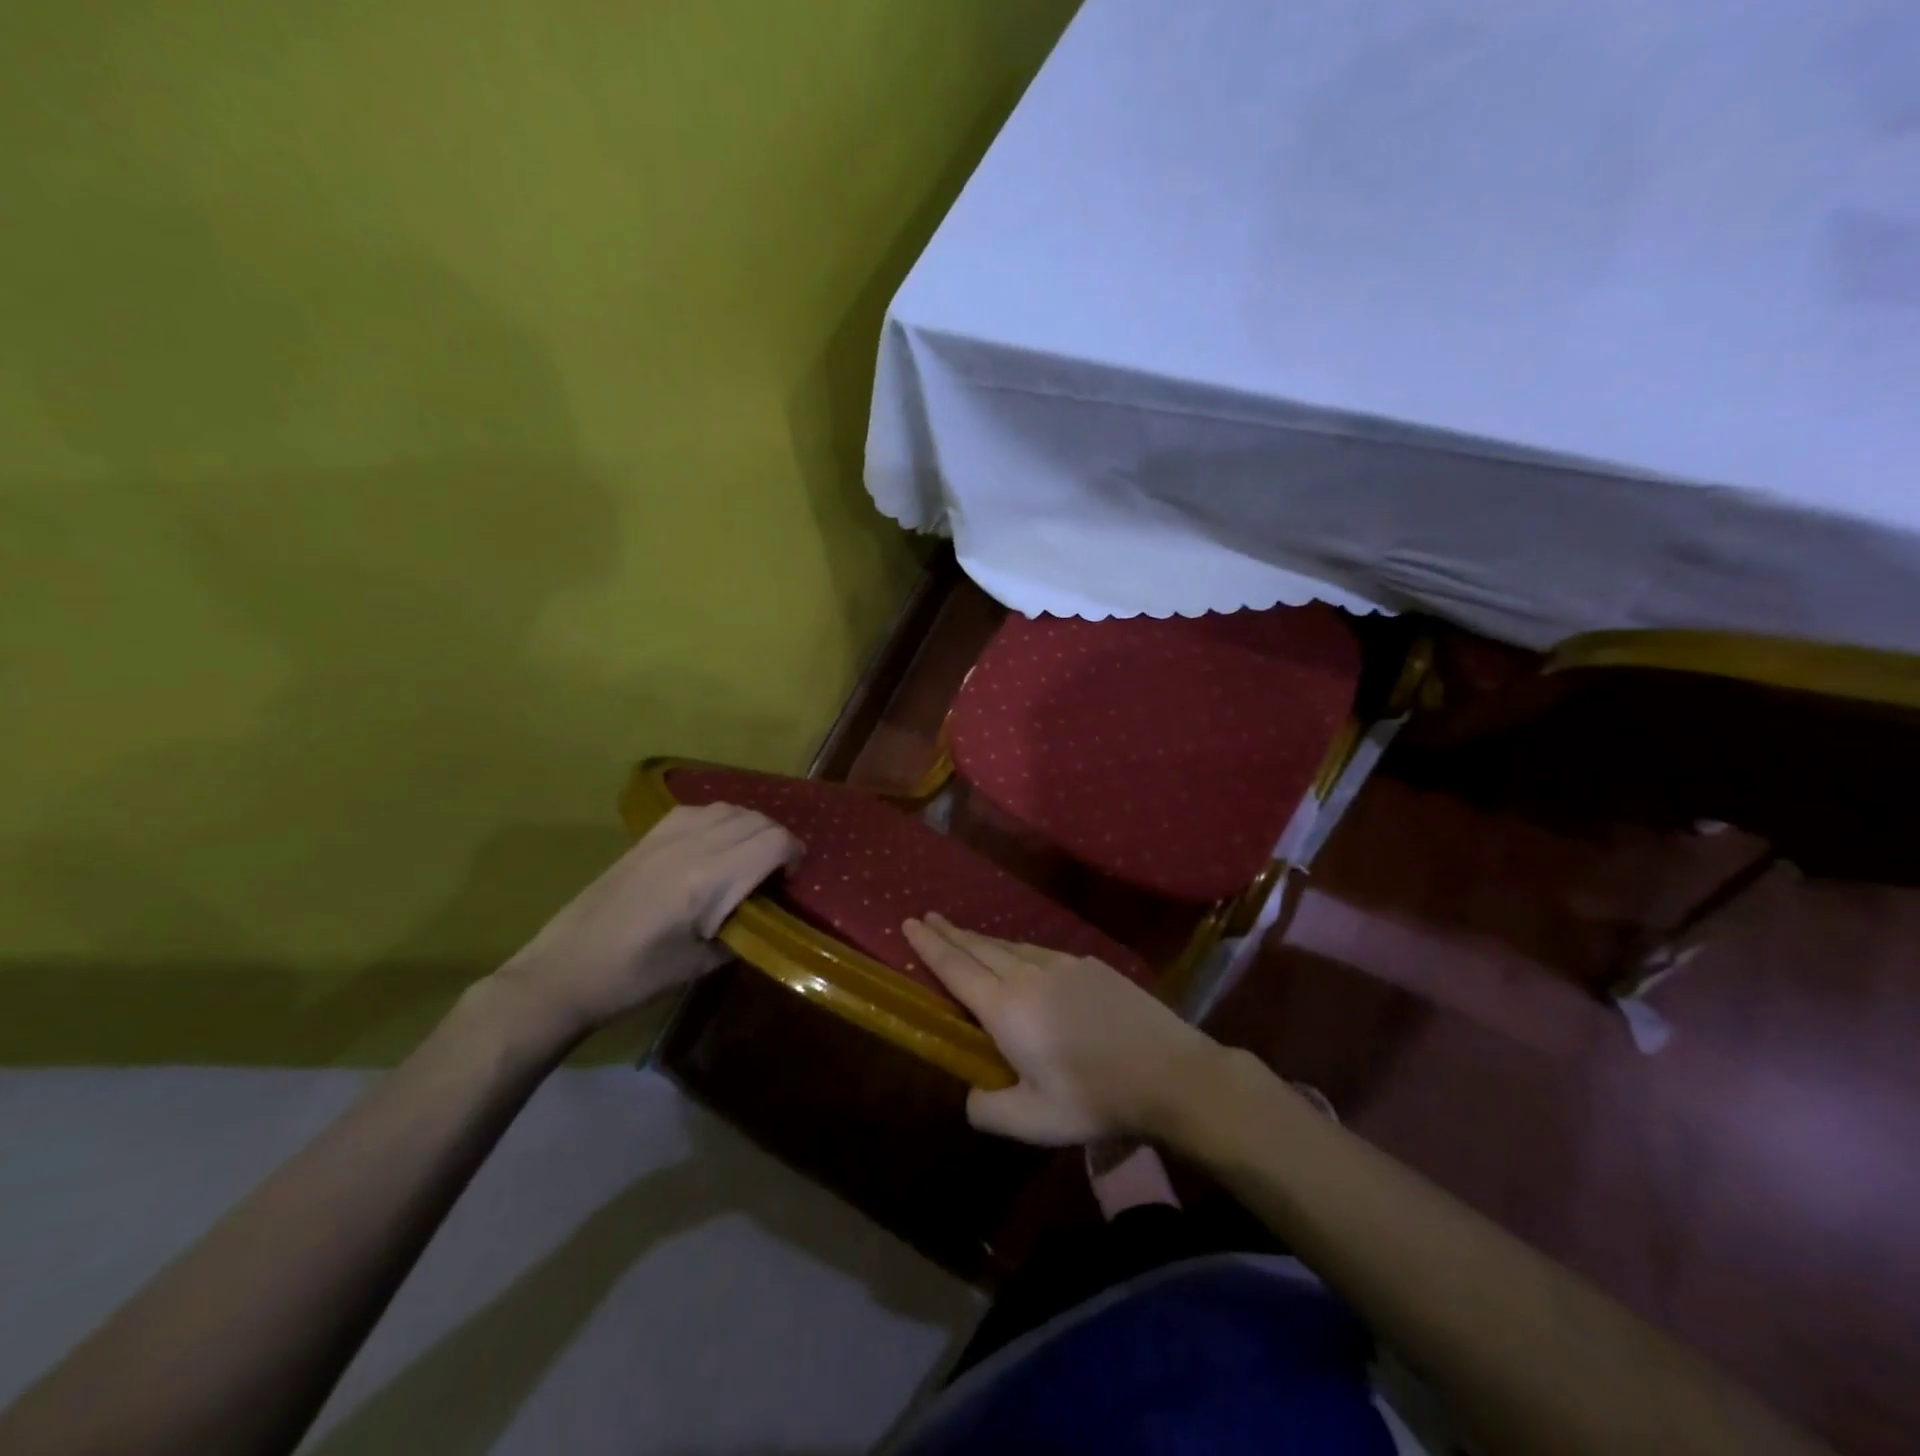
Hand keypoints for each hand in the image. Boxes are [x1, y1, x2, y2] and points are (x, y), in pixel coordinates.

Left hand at [497, 804, 801, 1034]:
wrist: (565, 969)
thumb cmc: (636, 977)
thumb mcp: (702, 963)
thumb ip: (744, 931)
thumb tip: (766, 914)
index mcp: (709, 880)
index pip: (774, 842)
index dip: (795, 855)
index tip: (789, 882)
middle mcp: (693, 846)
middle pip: (757, 820)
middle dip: (777, 841)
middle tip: (773, 874)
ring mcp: (667, 836)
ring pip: (730, 808)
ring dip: (750, 827)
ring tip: (747, 857)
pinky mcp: (648, 837)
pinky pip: (699, 809)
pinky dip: (720, 820)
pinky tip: (714, 846)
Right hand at [902, 914, 1221, 1144]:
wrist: (1169, 1072)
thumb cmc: (1095, 1098)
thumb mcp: (1034, 1121)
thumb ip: (989, 1109)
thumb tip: (971, 1095)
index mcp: (1006, 1008)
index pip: (956, 968)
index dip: (930, 946)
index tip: (910, 922)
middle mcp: (1029, 975)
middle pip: (980, 948)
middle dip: (950, 933)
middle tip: (929, 917)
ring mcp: (1063, 965)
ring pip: (1011, 947)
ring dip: (983, 940)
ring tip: (966, 936)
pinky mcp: (1091, 966)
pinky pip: (1041, 951)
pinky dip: (1017, 949)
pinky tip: (1023, 957)